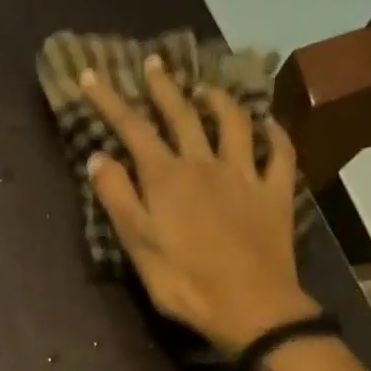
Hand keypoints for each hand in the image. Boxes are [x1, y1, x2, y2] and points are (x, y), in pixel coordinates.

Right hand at [79, 59, 317, 354]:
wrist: (250, 307)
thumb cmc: (184, 282)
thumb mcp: (137, 245)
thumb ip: (117, 198)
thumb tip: (97, 156)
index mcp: (166, 178)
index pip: (131, 129)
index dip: (109, 100)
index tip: (90, 74)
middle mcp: (205, 164)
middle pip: (182, 115)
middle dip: (163, 87)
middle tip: (154, 63)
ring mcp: (245, 175)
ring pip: (233, 123)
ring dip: (218, 100)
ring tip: (206, 88)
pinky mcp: (275, 192)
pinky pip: (279, 153)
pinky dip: (274, 133)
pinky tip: (269, 124)